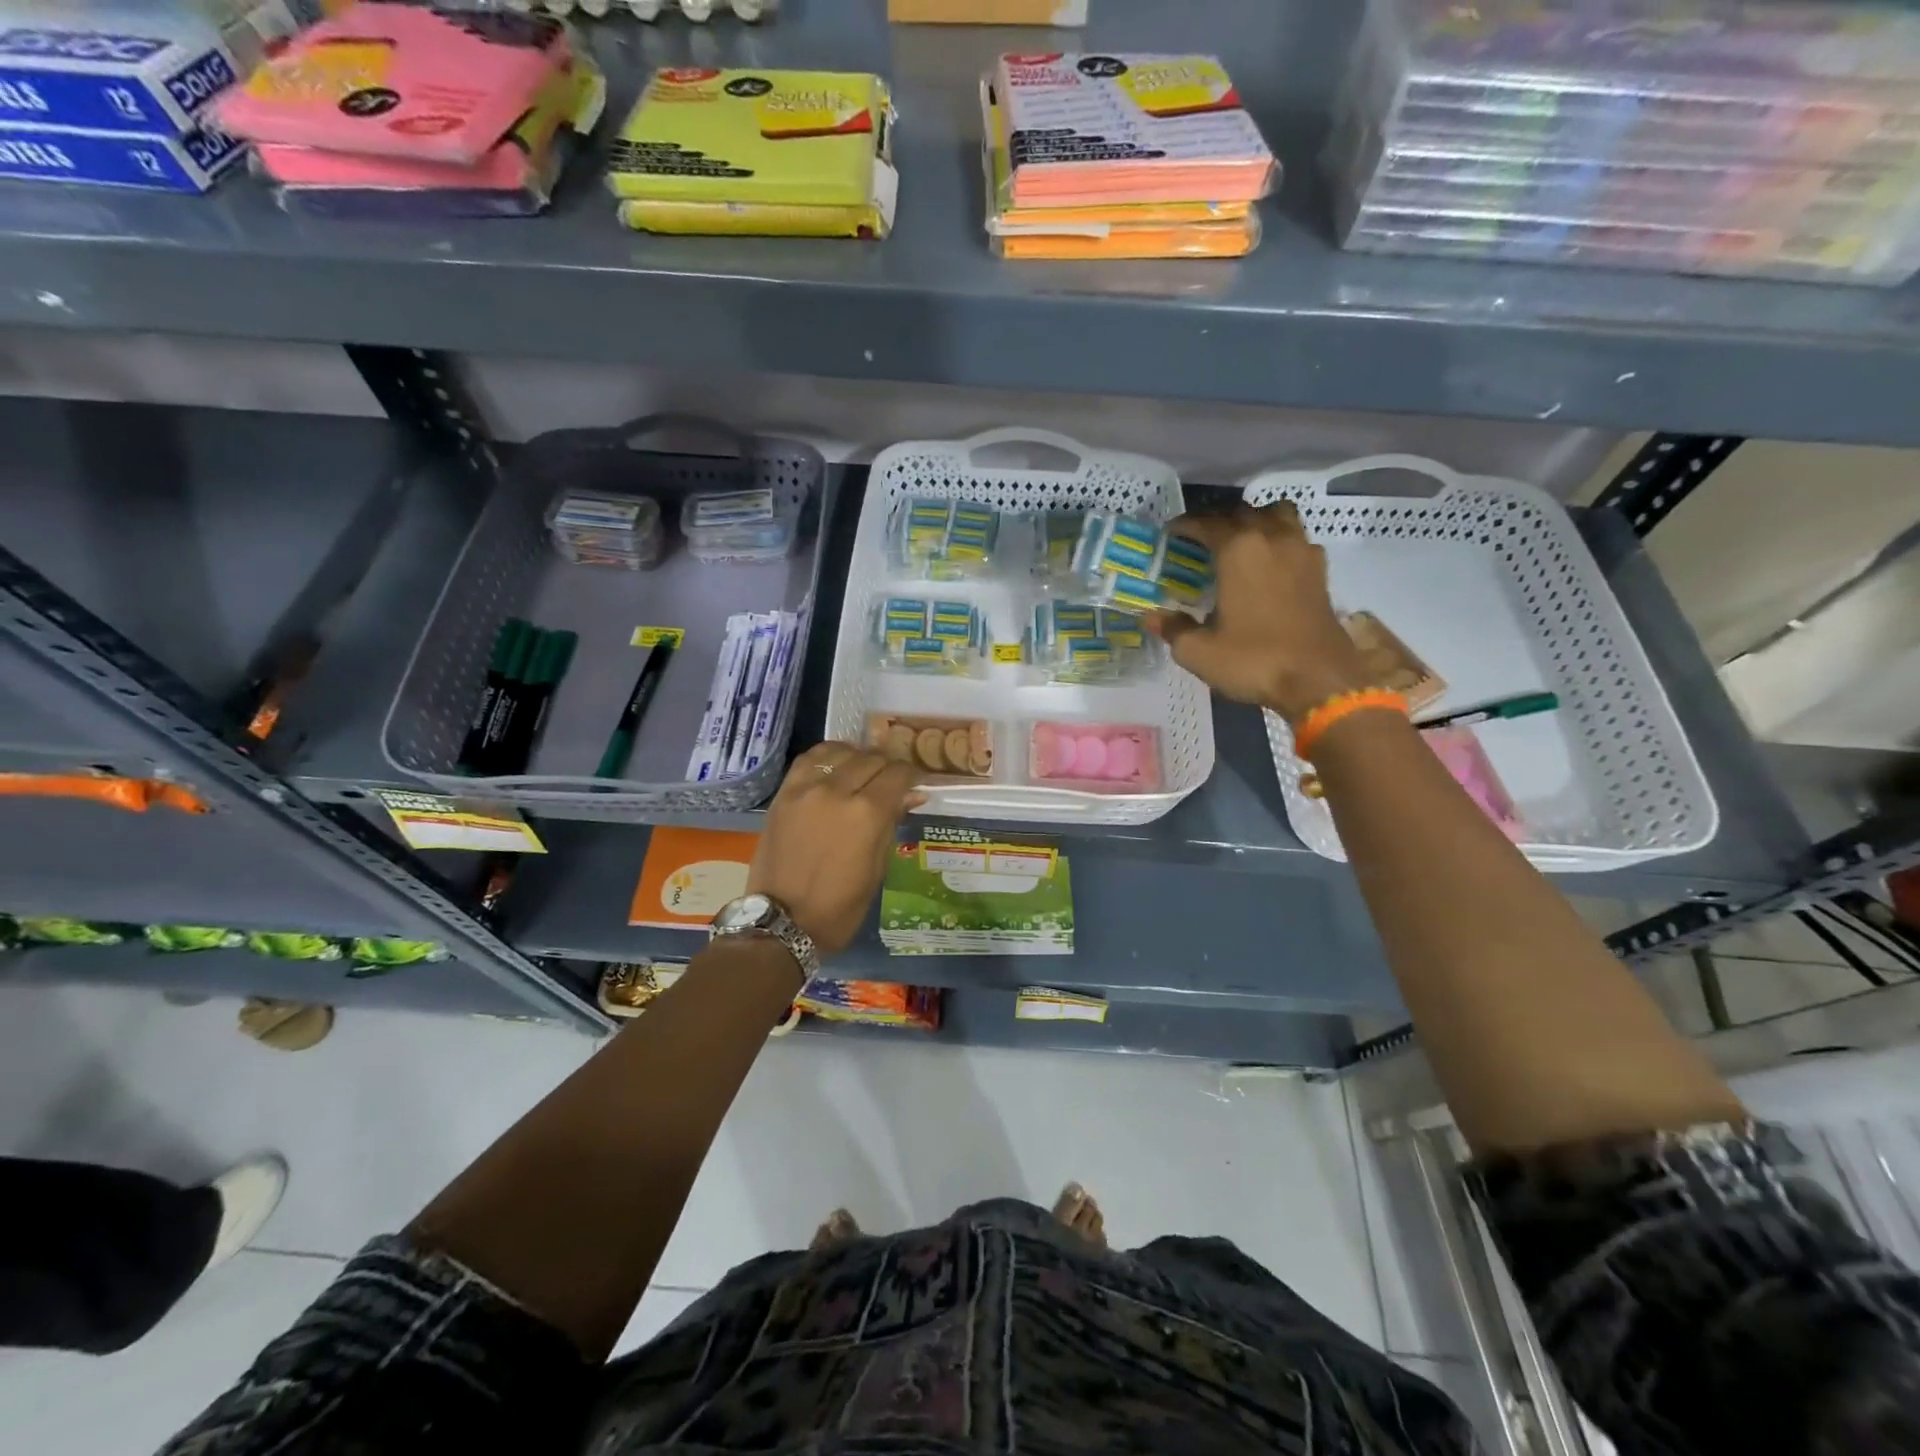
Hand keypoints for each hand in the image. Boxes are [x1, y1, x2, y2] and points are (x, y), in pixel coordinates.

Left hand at [747, 742, 921, 954]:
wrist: (782, 922)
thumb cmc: (839, 907)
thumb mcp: (876, 870)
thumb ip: (892, 824)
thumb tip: (912, 795)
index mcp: (867, 814)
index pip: (898, 774)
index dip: (911, 776)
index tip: (913, 784)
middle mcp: (838, 791)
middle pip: (872, 759)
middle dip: (888, 768)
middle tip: (891, 783)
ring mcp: (807, 789)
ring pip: (842, 752)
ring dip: (859, 758)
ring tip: (862, 772)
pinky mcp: (784, 793)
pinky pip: (809, 759)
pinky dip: (828, 756)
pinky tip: (835, 766)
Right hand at [1147, 501, 1372, 724]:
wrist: (1319, 679)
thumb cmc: (1253, 660)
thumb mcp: (1199, 652)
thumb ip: (1174, 629)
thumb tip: (1152, 618)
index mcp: (1238, 551)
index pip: (1206, 524)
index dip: (1185, 526)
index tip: (1170, 534)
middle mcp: (1271, 539)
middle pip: (1242, 513)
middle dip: (1218, 521)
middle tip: (1199, 541)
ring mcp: (1301, 551)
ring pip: (1277, 514)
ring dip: (1255, 520)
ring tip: (1240, 540)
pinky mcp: (1320, 570)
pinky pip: (1297, 538)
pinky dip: (1280, 540)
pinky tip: (1270, 563)